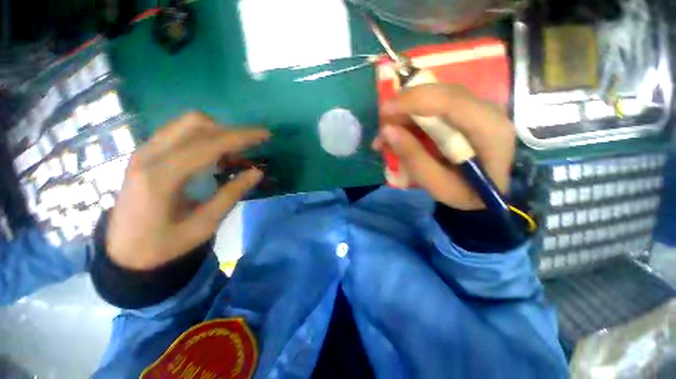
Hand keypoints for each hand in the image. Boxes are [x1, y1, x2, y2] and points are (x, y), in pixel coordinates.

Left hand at [107, 112, 269, 269]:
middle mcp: (149, 156)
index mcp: (162, 177)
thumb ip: (231, 195)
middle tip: (252, 147)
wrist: (124, 252)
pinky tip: (213, 155)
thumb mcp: (203, 226)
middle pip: (196, 124)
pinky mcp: (145, 153)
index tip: (265, 134)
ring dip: (217, 132)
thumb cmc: (164, 244)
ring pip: (187, 124)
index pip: (208, 144)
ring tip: (233, 154)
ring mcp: (144, 151)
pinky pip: (179, 131)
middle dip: (231, 131)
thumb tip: (257, 172)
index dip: (241, 137)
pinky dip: (203, 136)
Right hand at [373, 84, 515, 209]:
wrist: (489, 190)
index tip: (384, 112)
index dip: (413, 101)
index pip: (450, 101)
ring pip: (434, 98)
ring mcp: (477, 107)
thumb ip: (414, 158)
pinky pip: (434, 106)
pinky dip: (412, 119)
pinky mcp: (466, 111)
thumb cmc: (467, 193)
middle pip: (439, 95)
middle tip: (381, 132)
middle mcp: (487, 110)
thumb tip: (387, 131)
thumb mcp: (438, 185)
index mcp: (489, 130)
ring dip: (405, 116)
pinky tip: (399, 135)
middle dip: (404, 109)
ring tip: (385, 140)